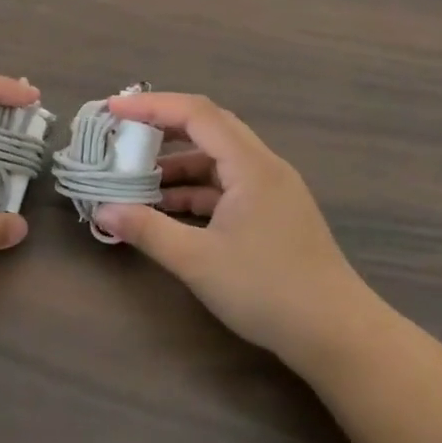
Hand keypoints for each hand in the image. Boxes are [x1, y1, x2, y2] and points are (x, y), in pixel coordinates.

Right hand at [94, 93, 383, 365]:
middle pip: (208, 128)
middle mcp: (263, 166)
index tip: (113, 110)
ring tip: (137, 179)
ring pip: (217, 160)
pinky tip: (168, 209)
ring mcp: (271, 190)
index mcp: (250, 165)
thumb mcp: (198, 261)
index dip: (152, 106)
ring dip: (177, 165)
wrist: (338, 336)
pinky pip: (227, 186)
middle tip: (123, 134)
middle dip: (162, 127)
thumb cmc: (267, 290)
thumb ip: (148, 230)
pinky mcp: (273, 213)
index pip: (196, 114)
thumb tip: (103, 210)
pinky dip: (195, 190)